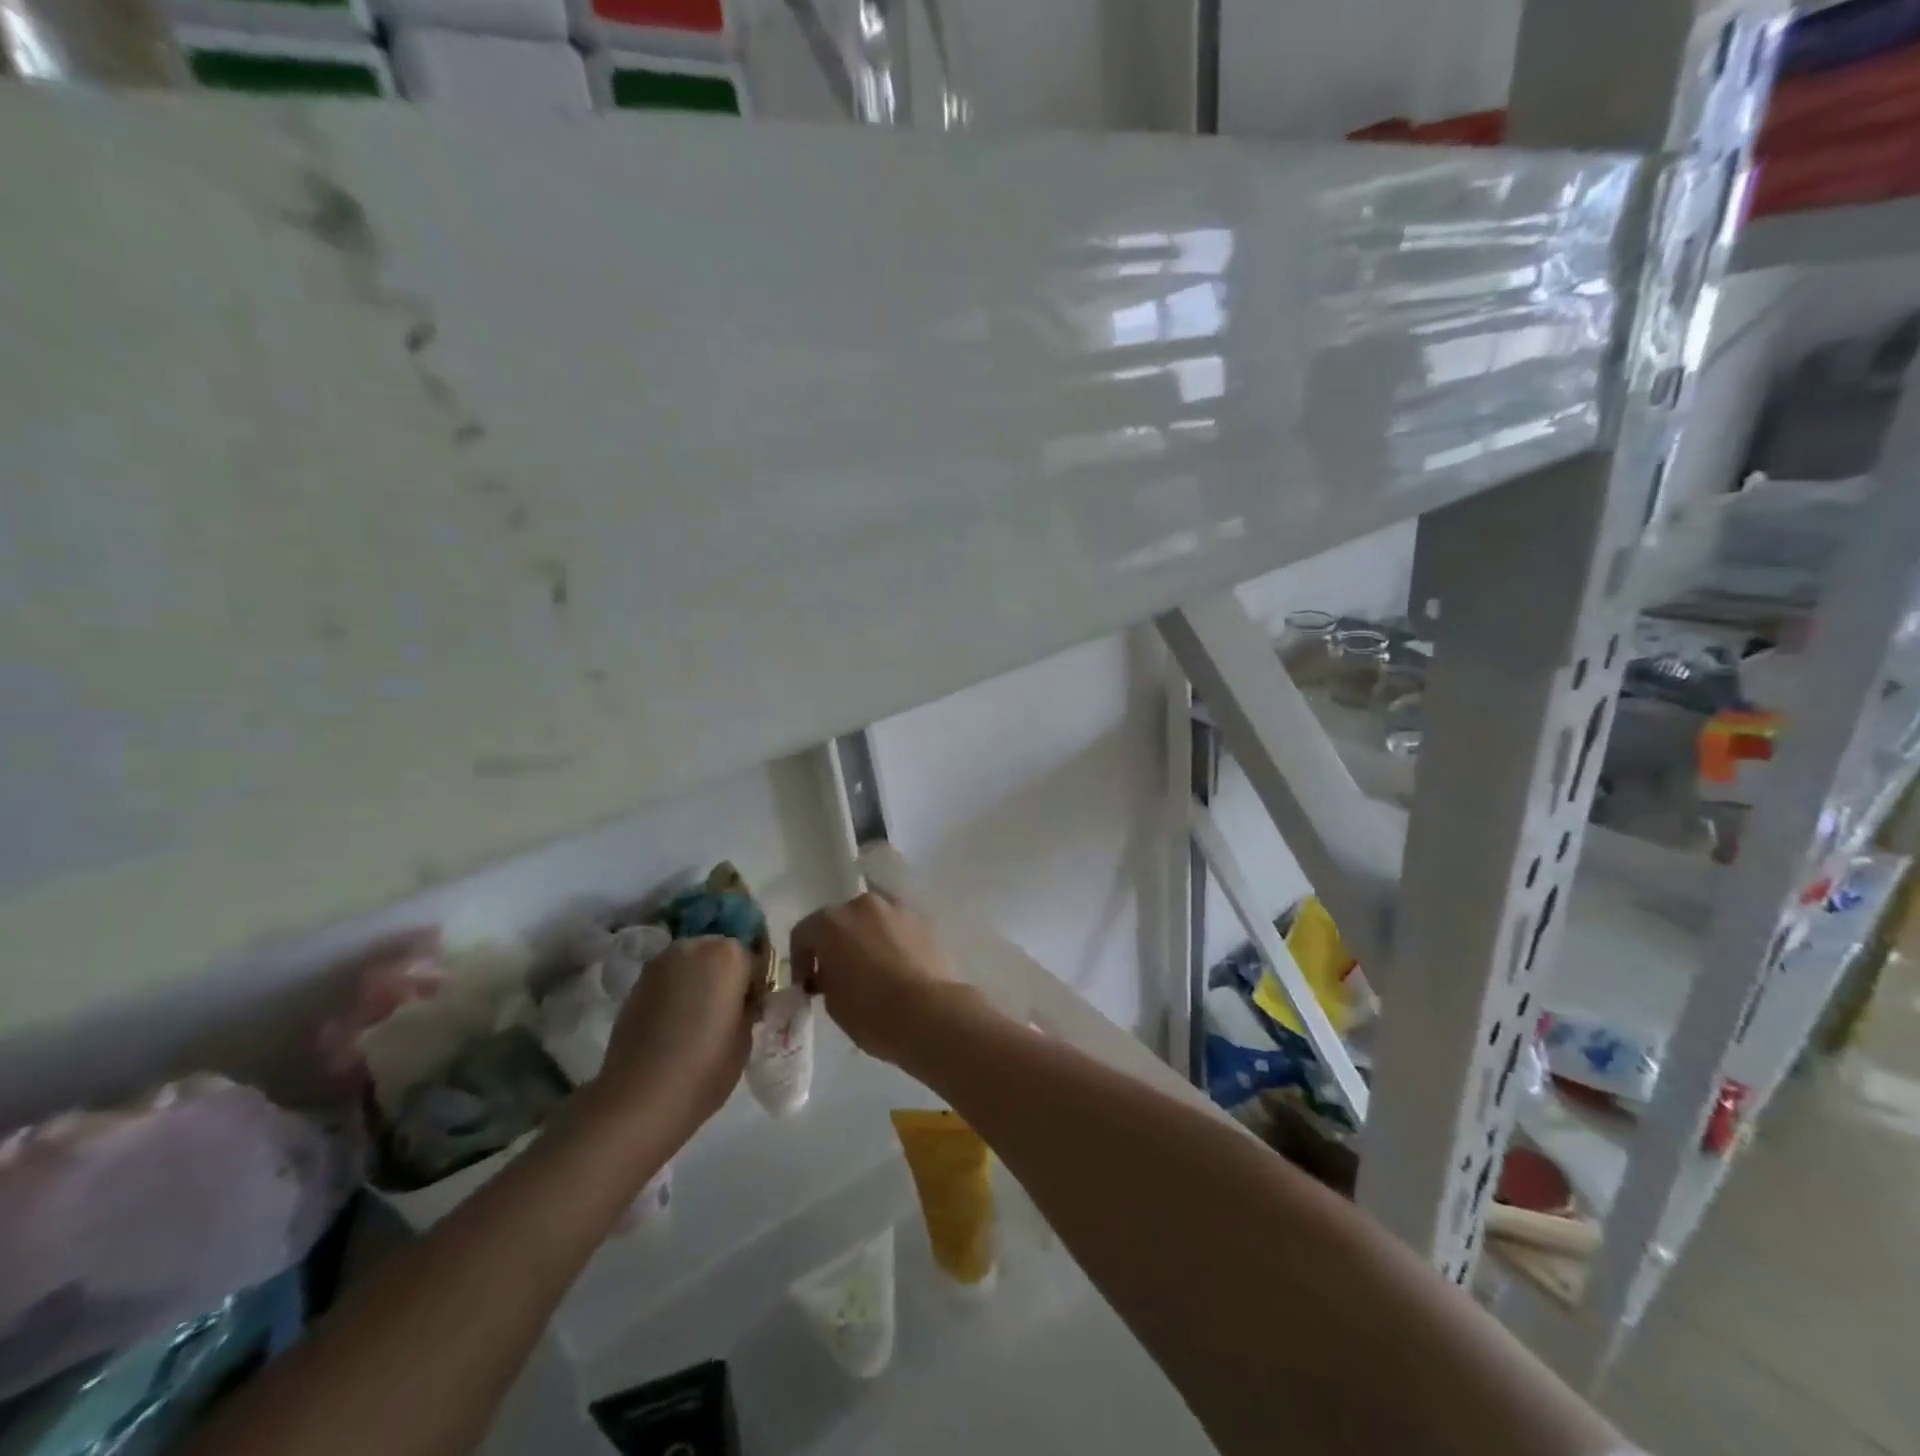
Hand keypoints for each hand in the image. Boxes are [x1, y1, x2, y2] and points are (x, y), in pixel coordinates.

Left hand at [593, 937, 756, 1141]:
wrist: (640, 1098)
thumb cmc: (706, 1067)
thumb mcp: (745, 1038)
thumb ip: (747, 1007)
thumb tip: (742, 1001)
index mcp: (729, 955)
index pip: (753, 959)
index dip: (755, 985)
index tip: (752, 1009)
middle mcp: (694, 947)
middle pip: (719, 954)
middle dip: (725, 976)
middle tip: (726, 1011)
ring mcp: (660, 964)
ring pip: (690, 964)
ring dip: (698, 981)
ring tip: (697, 1018)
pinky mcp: (635, 984)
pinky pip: (667, 980)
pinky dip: (674, 994)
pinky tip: (674, 1025)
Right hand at [790, 893, 971, 1068]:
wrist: (930, 1013)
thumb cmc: (871, 1012)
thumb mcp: (832, 1002)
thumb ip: (827, 977)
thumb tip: (833, 972)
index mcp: (832, 921)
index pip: (803, 933)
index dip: (801, 962)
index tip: (808, 987)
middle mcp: (863, 905)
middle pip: (841, 920)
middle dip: (836, 945)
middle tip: (839, 976)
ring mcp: (897, 909)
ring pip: (873, 922)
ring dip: (866, 940)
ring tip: (873, 971)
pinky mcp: (925, 921)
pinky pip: (898, 930)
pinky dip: (893, 943)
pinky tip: (898, 970)